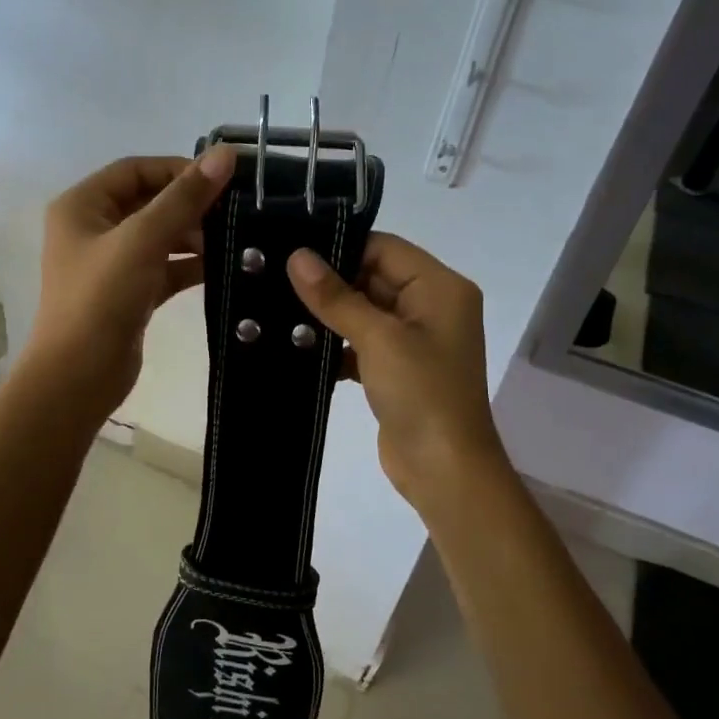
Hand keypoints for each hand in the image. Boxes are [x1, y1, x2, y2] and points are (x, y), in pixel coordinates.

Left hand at [27, 148, 235, 415]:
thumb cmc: (101, 299)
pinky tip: (222, 267)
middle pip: (149, 202)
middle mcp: (93, 229)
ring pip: (159, 237)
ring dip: (193, 236)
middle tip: (234, 213)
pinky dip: (189, 266)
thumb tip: (225, 154)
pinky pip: (163, 269)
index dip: (177, 170)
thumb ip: (184, 198)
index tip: (221, 181)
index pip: (135, 170)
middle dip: (190, 206)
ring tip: (235, 240)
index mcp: (83, 206)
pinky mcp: (129, 294)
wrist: (78, 377)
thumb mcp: (142, 241)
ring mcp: (111, 264)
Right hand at [287, 234, 505, 513]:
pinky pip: (363, 343)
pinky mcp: (398, 369)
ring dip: (329, 316)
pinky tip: (298, 348)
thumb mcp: (378, 339)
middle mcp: (431, 306)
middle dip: (330, 283)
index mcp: (440, 287)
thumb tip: (297, 256)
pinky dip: (336, 345)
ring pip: (364, 312)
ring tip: (277, 310)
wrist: (444, 470)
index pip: (384, 249)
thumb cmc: (421, 393)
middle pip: (373, 278)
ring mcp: (415, 340)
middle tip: (274, 279)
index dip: (341, 248)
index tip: (291, 252)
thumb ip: (336, 297)